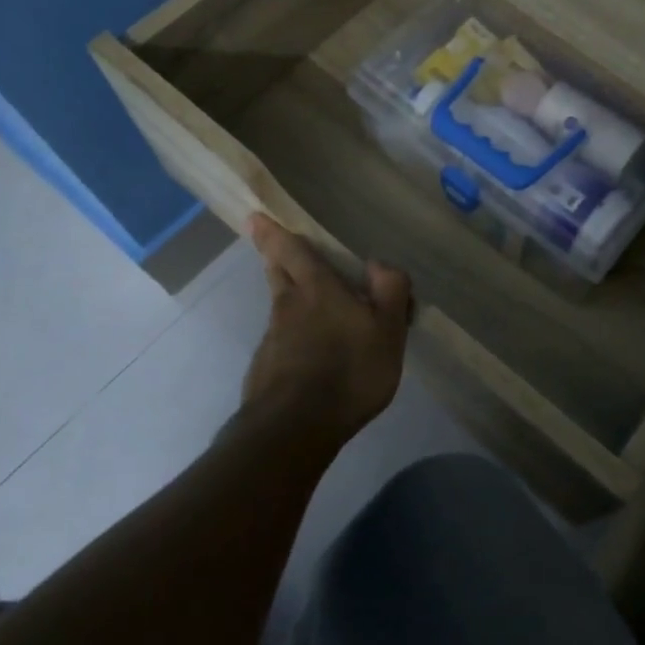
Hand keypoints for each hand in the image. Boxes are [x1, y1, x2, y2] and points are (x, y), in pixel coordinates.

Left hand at [242, 214, 412, 436]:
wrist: (296, 428)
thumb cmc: (350, 370)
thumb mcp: (388, 330)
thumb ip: (389, 291)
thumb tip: (377, 262)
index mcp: (317, 290)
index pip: (292, 251)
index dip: (274, 233)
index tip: (255, 217)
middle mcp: (288, 308)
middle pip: (276, 274)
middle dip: (274, 258)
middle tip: (272, 249)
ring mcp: (272, 341)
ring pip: (278, 310)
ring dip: (287, 302)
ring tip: (305, 308)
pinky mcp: (266, 372)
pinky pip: (280, 345)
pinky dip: (290, 340)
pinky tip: (307, 358)